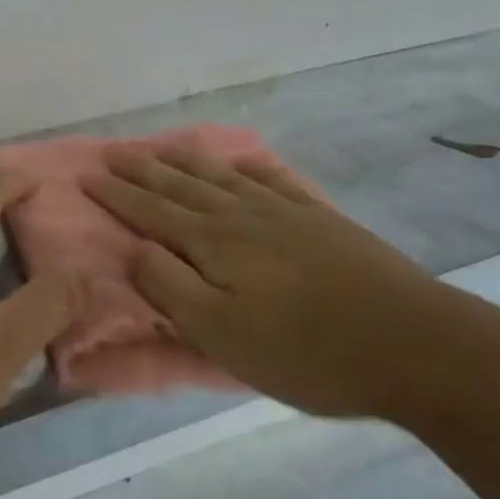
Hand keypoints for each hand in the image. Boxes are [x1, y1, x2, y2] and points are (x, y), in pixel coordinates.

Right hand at [82, 148, 462, 419]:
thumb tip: (135, 248)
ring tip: (162, 147)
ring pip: (221, 177)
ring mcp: (284, 213)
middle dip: (142, 169)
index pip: (150, 211)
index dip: (116, 194)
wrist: (411, 343)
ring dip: (185, 161)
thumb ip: (170, 287)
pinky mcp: (320, 220)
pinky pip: (273, 181)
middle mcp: (241, 216)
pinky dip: (248, 168)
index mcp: (212, 243)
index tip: (87, 175)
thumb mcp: (221, 334)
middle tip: (112, 152)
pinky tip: (243, 163)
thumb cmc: (305, 351)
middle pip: (180, 186)